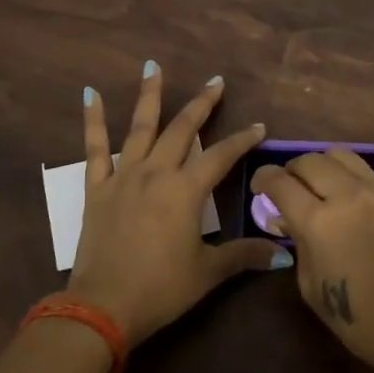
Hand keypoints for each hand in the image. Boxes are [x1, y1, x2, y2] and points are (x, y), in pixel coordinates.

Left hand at [71, 62, 283, 345]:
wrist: (103, 306)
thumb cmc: (161, 289)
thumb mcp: (208, 272)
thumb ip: (243, 255)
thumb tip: (282, 253)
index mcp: (185, 191)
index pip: (220, 156)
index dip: (242, 140)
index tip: (258, 127)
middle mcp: (156, 173)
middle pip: (182, 130)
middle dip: (201, 104)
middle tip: (215, 81)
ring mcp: (123, 177)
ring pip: (140, 127)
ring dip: (149, 96)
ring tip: (153, 66)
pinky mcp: (96, 188)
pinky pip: (95, 148)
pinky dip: (93, 120)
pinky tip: (91, 93)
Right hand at [250, 149, 373, 372]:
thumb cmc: (359, 319)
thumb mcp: (311, 285)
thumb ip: (297, 243)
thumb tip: (286, 218)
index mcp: (319, 222)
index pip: (281, 182)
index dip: (263, 179)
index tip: (259, 186)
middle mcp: (347, 196)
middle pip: (309, 160)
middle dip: (291, 170)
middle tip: (287, 188)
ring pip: (339, 155)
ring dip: (320, 166)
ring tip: (317, 187)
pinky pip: (364, 171)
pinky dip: (346, 175)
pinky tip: (345, 198)